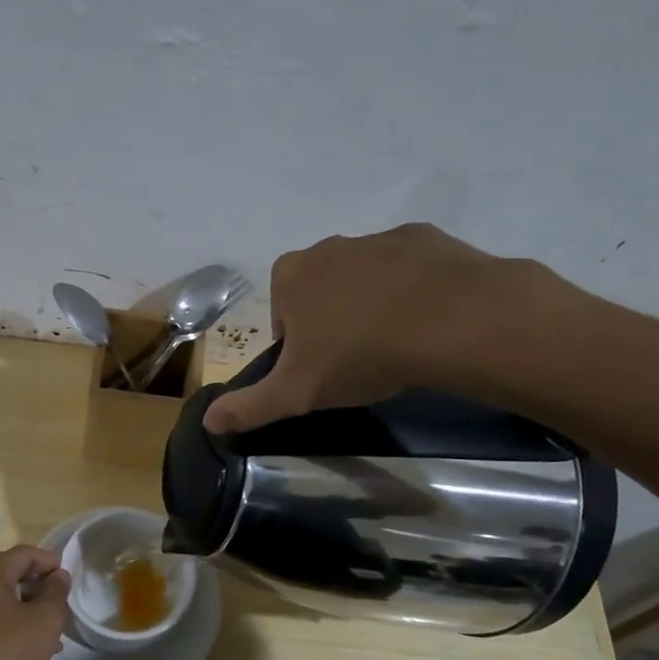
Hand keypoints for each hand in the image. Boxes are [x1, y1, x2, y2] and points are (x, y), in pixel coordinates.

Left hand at [0, 545, 71, 659]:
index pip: (26, 553)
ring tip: (56, 633)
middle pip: (15, 575)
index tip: (71, 580)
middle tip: (64, 606)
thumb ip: (56, 593)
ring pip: (9, 601)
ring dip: (34, 611)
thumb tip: (58, 576)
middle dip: (43, 588)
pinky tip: (37, 652)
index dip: (51, 561)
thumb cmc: (6, 650)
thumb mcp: (44, 620)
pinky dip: (20, 628)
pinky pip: (0, 622)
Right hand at [203, 223, 564, 434]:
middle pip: (321, 292)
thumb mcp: (296, 393)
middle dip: (333, 321)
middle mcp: (328, 247)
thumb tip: (209, 422)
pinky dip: (413, 291)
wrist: (449, 320)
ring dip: (372, 305)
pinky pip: (409, 269)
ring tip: (397, 344)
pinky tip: (427, 322)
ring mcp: (378, 238)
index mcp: (290, 276)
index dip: (297, 346)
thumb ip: (250, 407)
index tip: (321, 370)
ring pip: (364, 279)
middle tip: (358, 359)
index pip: (282, 315)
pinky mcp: (425, 238)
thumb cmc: (359, 354)